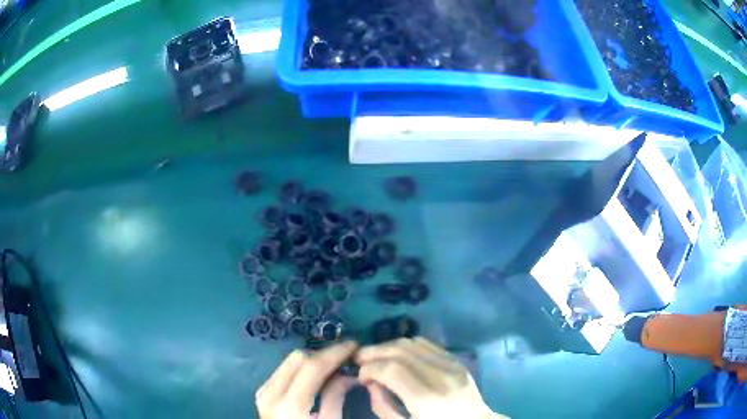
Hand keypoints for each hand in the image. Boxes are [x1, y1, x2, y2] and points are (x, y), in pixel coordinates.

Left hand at [256, 341, 357, 418]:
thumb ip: (336, 397)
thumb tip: (348, 374)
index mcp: (289, 405)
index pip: (312, 367)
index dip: (335, 353)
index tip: (355, 346)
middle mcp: (270, 393)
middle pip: (298, 359)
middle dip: (324, 354)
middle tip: (346, 357)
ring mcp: (263, 391)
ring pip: (289, 362)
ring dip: (314, 359)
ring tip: (335, 364)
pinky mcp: (263, 393)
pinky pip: (284, 371)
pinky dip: (303, 368)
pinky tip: (318, 375)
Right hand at [356, 337, 505, 418]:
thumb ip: (383, 407)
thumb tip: (370, 382)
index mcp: (428, 400)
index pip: (391, 369)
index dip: (369, 368)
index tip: (360, 375)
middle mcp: (442, 377)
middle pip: (400, 351)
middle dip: (374, 352)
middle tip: (359, 360)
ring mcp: (452, 365)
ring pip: (412, 342)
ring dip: (388, 346)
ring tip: (376, 357)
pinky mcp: (456, 360)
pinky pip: (426, 344)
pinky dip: (406, 346)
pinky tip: (397, 355)